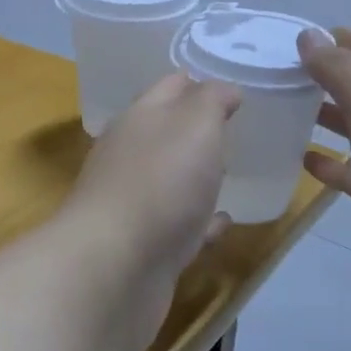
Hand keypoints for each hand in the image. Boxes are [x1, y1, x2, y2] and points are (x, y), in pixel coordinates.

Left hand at [55, 72, 241, 350]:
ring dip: (197, 177)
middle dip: (196, 129)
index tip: (233, 85)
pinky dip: (200, 223)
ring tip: (232, 172)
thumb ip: (211, 101)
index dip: (199, 81)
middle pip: (166, 134)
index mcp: (138, 120)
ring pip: (171, 181)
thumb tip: (223, 88)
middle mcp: (130, 157)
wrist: (115, 268)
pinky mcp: (145, 248)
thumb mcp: (195, 125)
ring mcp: (135, 204)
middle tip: (235, 127)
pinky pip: (180, 227)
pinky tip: (222, 224)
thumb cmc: (159, 183)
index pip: (170, 87)